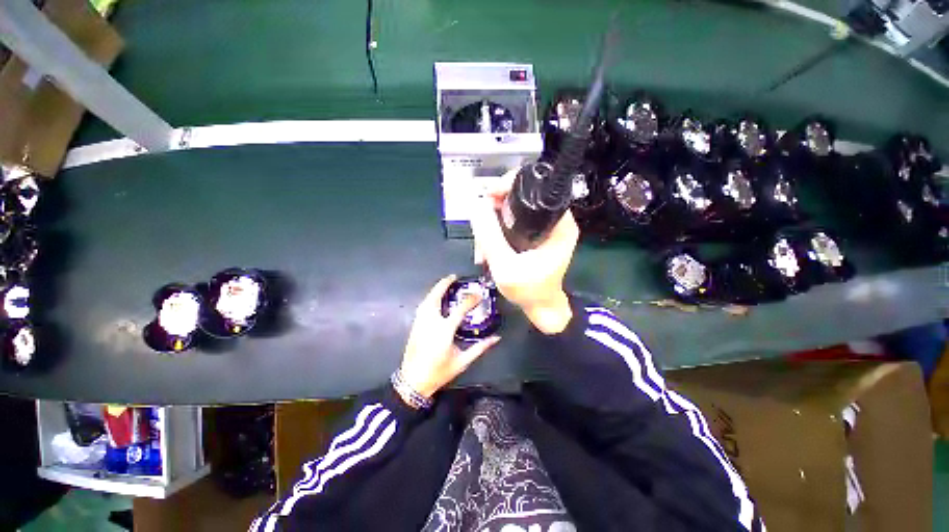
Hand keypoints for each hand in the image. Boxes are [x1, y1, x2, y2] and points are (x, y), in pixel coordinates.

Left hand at [399, 275, 500, 398]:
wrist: (413, 380)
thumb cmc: (439, 372)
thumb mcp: (463, 361)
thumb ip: (480, 348)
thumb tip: (496, 338)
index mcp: (444, 330)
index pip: (460, 308)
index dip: (471, 299)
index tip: (479, 294)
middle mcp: (430, 322)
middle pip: (436, 296)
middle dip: (444, 284)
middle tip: (454, 278)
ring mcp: (419, 323)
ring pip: (426, 300)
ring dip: (435, 290)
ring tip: (445, 285)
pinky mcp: (414, 327)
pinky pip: (422, 307)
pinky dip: (430, 299)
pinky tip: (435, 301)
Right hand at [469, 169, 578, 333]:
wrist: (541, 309)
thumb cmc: (530, 291)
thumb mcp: (505, 266)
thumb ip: (490, 235)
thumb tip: (475, 204)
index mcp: (560, 223)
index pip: (536, 187)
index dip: (509, 185)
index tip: (489, 195)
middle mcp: (556, 219)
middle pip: (521, 195)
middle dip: (495, 207)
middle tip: (480, 223)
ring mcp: (546, 226)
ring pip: (513, 208)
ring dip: (493, 221)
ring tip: (482, 246)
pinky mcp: (538, 233)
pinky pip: (513, 220)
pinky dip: (498, 229)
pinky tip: (487, 247)